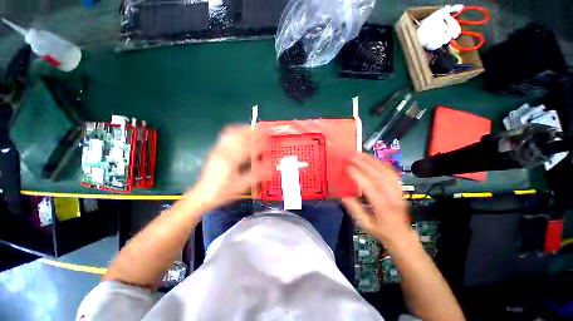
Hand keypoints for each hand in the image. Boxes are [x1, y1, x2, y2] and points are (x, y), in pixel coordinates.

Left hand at [190, 125, 269, 209]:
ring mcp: (218, 149)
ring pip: (232, 133)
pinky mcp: (215, 150)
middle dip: (253, 132)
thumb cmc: (223, 192)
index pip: (248, 146)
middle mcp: (223, 152)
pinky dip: (236, 132)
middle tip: (263, 132)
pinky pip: (226, 136)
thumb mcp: (241, 186)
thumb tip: (269, 167)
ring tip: (254, 130)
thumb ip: (256, 175)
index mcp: (230, 161)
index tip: (268, 141)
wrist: (203, 194)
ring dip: (244, 130)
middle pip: (239, 135)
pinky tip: (241, 133)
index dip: (259, 142)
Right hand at [342, 153, 412, 249]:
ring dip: (370, 160)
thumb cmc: (380, 230)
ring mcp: (397, 190)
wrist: (401, 234)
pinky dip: (380, 163)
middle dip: (362, 163)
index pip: (369, 186)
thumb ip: (354, 209)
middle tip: (350, 155)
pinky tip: (371, 158)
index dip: (357, 175)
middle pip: (377, 175)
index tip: (346, 167)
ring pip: (385, 171)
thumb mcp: (364, 224)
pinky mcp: (399, 187)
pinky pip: (391, 172)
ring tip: (358, 153)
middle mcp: (392, 196)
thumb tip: (342, 194)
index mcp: (382, 207)